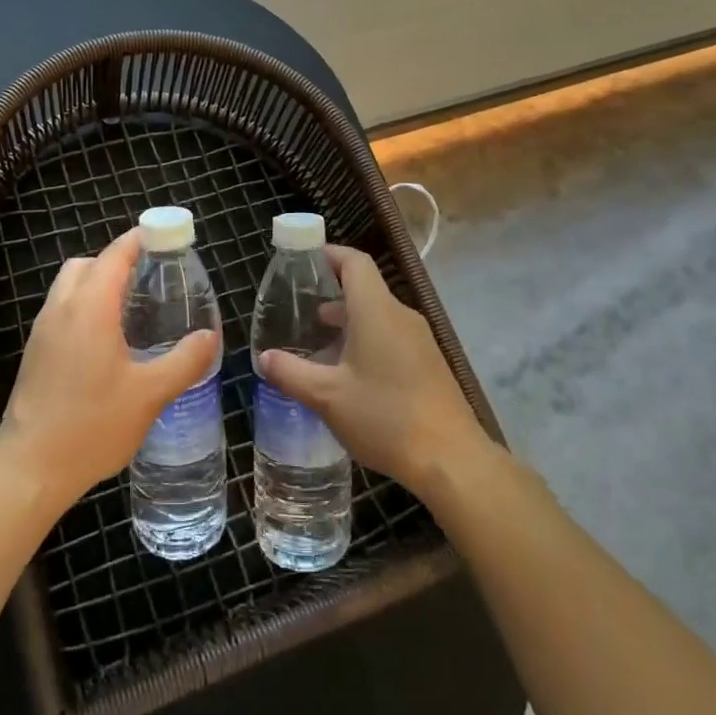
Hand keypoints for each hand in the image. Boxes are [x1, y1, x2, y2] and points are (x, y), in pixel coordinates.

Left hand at [0, 228, 218, 514]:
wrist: (30, 468)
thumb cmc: (92, 426)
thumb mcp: (150, 395)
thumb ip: (184, 361)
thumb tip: (210, 336)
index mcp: (90, 308)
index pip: (115, 254)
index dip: (141, 239)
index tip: (167, 237)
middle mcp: (61, 308)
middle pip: (88, 263)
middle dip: (118, 261)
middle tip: (151, 279)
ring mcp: (43, 330)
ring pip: (69, 286)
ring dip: (97, 283)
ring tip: (132, 309)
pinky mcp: (35, 352)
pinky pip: (61, 309)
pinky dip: (84, 306)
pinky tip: (107, 341)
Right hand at [257, 245, 493, 500]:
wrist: (452, 460)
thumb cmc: (385, 417)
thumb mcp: (327, 397)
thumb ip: (291, 373)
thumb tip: (264, 358)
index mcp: (376, 311)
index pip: (355, 262)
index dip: (328, 254)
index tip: (302, 262)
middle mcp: (401, 316)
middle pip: (365, 288)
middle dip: (331, 294)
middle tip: (298, 309)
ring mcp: (419, 340)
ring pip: (377, 315)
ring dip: (347, 322)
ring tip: (316, 344)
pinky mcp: (428, 363)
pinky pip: (391, 337)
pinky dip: (365, 341)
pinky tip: (347, 374)